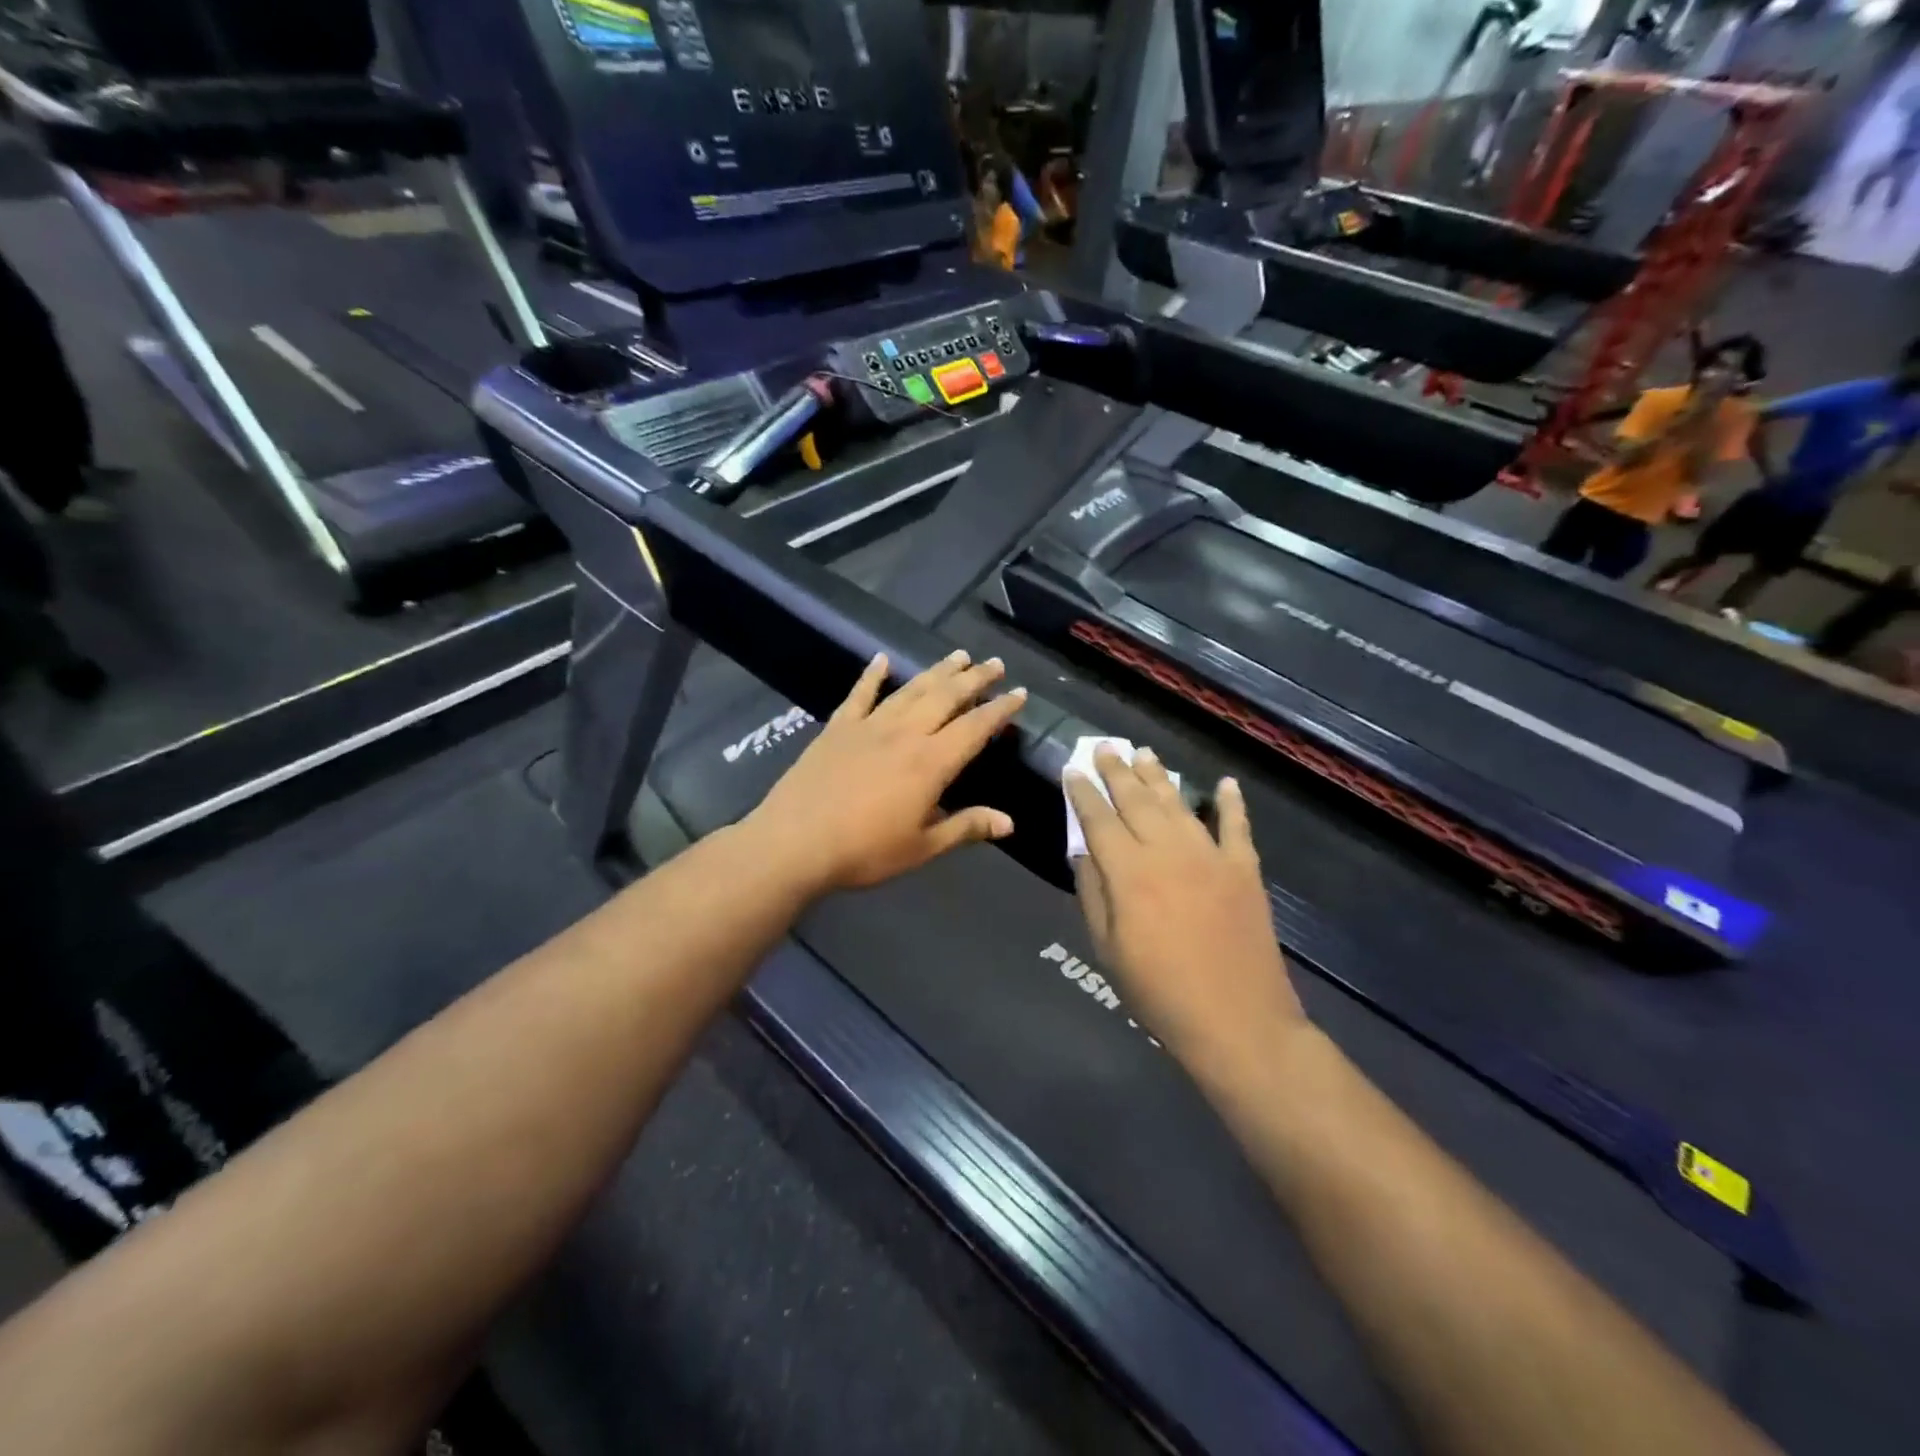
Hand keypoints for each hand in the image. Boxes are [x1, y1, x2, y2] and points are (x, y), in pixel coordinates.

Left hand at [745, 650, 1026, 896]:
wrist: (795, 843)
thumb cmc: (864, 851)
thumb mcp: (922, 847)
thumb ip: (966, 828)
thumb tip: (1009, 822)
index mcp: (931, 762)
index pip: (975, 727)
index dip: (1000, 709)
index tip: (1019, 692)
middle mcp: (905, 733)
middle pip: (946, 697)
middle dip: (974, 678)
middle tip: (994, 663)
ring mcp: (869, 726)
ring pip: (911, 689)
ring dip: (937, 671)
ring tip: (958, 655)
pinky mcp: (838, 727)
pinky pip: (860, 694)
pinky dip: (872, 675)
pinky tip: (881, 658)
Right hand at [1065, 747, 1303, 1077]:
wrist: (1237, 1021)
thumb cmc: (1159, 992)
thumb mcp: (1108, 949)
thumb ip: (1093, 894)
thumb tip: (1082, 852)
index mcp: (1129, 872)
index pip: (1099, 819)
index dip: (1082, 793)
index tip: (1072, 769)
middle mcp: (1167, 851)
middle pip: (1136, 800)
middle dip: (1117, 771)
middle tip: (1105, 747)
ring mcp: (1211, 856)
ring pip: (1178, 804)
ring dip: (1159, 777)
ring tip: (1144, 754)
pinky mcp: (1244, 870)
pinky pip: (1237, 827)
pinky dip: (1231, 803)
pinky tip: (1226, 783)